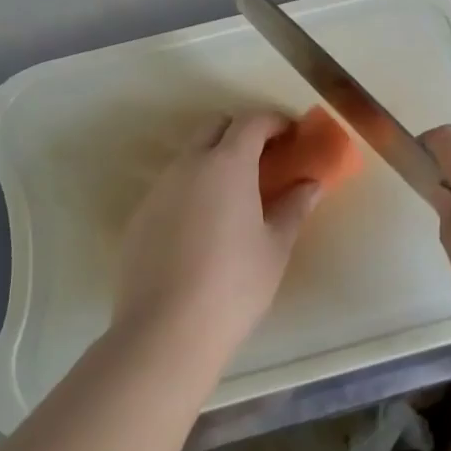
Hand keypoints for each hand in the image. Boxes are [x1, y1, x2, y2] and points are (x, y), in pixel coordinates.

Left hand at [111, 110, 322, 373]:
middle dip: (240, 132)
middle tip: (264, 159)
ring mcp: (159, 189)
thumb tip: (311, 183)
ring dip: (213, 161)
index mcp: (227, 163)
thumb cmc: (234, 284)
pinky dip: (191, 190)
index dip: (274, 121)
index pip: (251, 121)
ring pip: (189, 157)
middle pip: (214, 127)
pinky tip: (202, 228)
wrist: (166, 330)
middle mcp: (189, 165)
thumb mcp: (275, 246)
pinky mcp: (140, 216)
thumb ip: (294, 207)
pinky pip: (171, 187)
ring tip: (234, 197)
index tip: (291, 134)